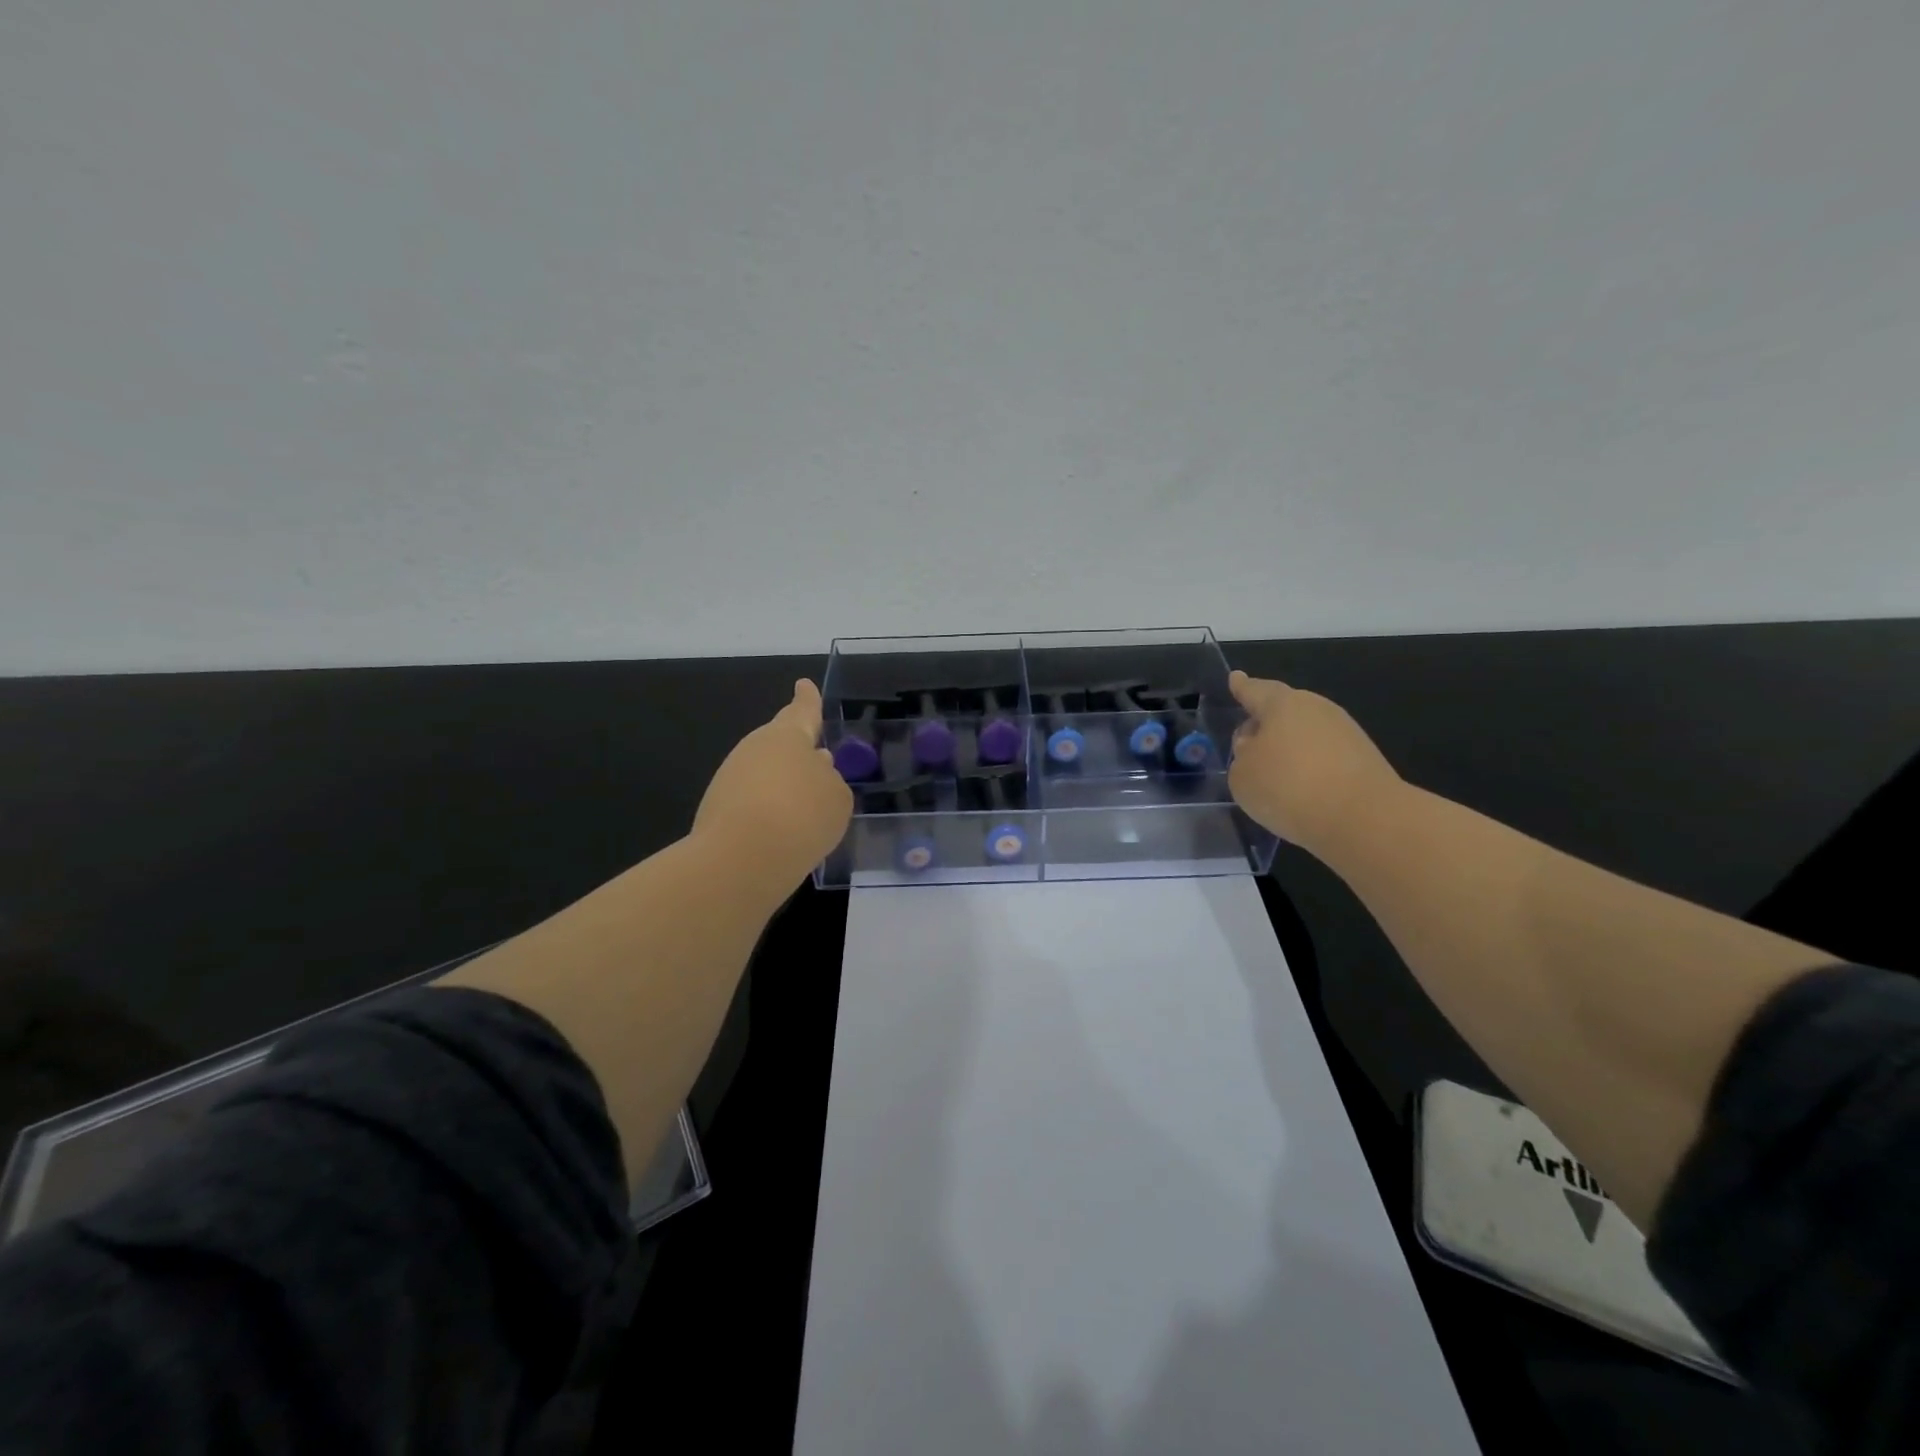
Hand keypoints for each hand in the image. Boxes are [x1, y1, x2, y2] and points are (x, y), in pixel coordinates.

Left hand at [695, 680, 853, 885]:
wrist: (741, 860)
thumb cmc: (802, 817)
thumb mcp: (837, 799)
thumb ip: (830, 780)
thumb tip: (816, 771)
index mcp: (788, 736)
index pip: (803, 711)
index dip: (808, 699)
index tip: (803, 684)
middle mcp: (755, 749)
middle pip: (781, 743)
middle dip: (798, 750)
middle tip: (817, 760)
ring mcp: (731, 778)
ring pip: (765, 773)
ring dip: (783, 784)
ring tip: (805, 807)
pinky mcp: (716, 809)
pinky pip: (752, 801)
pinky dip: (768, 810)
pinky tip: (783, 831)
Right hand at [1226, 670, 1401, 858]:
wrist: (1363, 818)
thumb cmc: (1288, 787)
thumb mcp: (1242, 776)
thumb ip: (1242, 756)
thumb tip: (1257, 748)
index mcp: (1282, 704)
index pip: (1254, 691)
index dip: (1242, 687)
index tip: (1236, 678)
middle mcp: (1316, 709)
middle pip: (1284, 710)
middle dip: (1266, 722)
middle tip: (1249, 740)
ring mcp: (1345, 732)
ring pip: (1306, 734)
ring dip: (1290, 748)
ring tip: (1274, 774)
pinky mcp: (1364, 759)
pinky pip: (1325, 756)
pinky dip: (1310, 768)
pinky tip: (1302, 791)